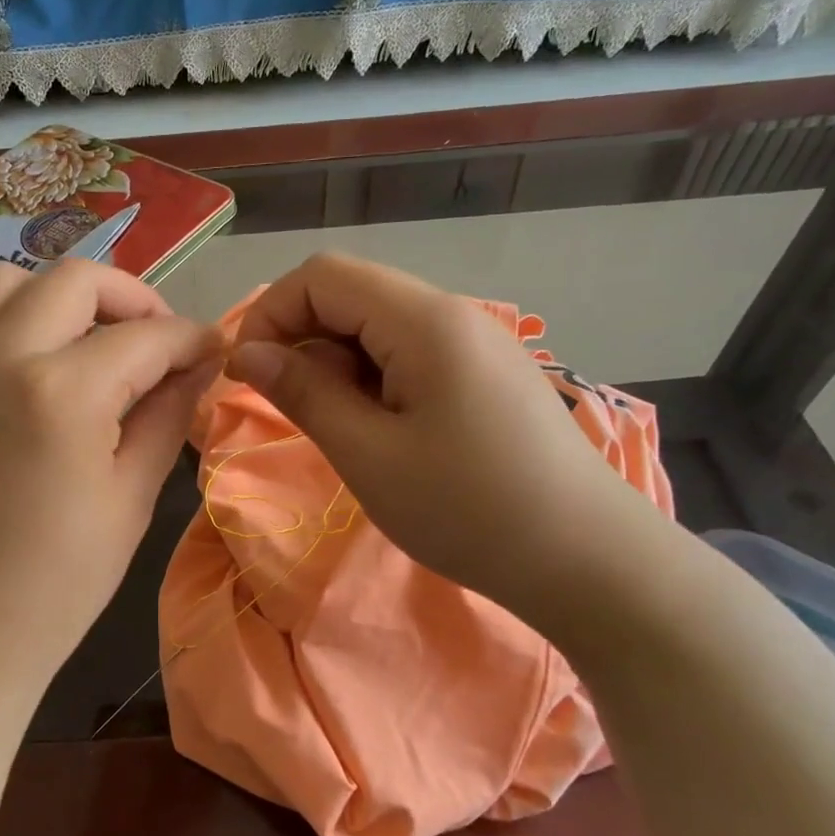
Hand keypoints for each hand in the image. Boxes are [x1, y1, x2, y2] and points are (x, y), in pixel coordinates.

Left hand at [0, 259, 221, 725]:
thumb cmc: (57, 585)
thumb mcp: (131, 500)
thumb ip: (168, 418)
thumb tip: (198, 368)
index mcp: (64, 390)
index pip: (147, 336)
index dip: (192, 340)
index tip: (215, 354)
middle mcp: (3, 357)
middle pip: (76, 279)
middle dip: (133, 298)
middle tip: (159, 345)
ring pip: (12, 281)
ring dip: (64, 297)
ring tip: (94, 344)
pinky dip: (17, 319)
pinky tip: (43, 369)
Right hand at [225, 253, 660, 626]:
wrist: (586, 560)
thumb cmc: (467, 510)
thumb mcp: (368, 455)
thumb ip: (303, 393)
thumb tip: (248, 353)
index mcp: (423, 320)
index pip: (322, 275)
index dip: (270, 313)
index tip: (247, 375)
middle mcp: (452, 313)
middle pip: (352, 293)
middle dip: (301, 339)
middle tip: (290, 409)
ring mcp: (476, 342)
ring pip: (379, 326)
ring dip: (338, 363)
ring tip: (338, 429)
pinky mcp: (487, 374)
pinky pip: (411, 354)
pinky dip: (374, 379)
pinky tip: (380, 430)